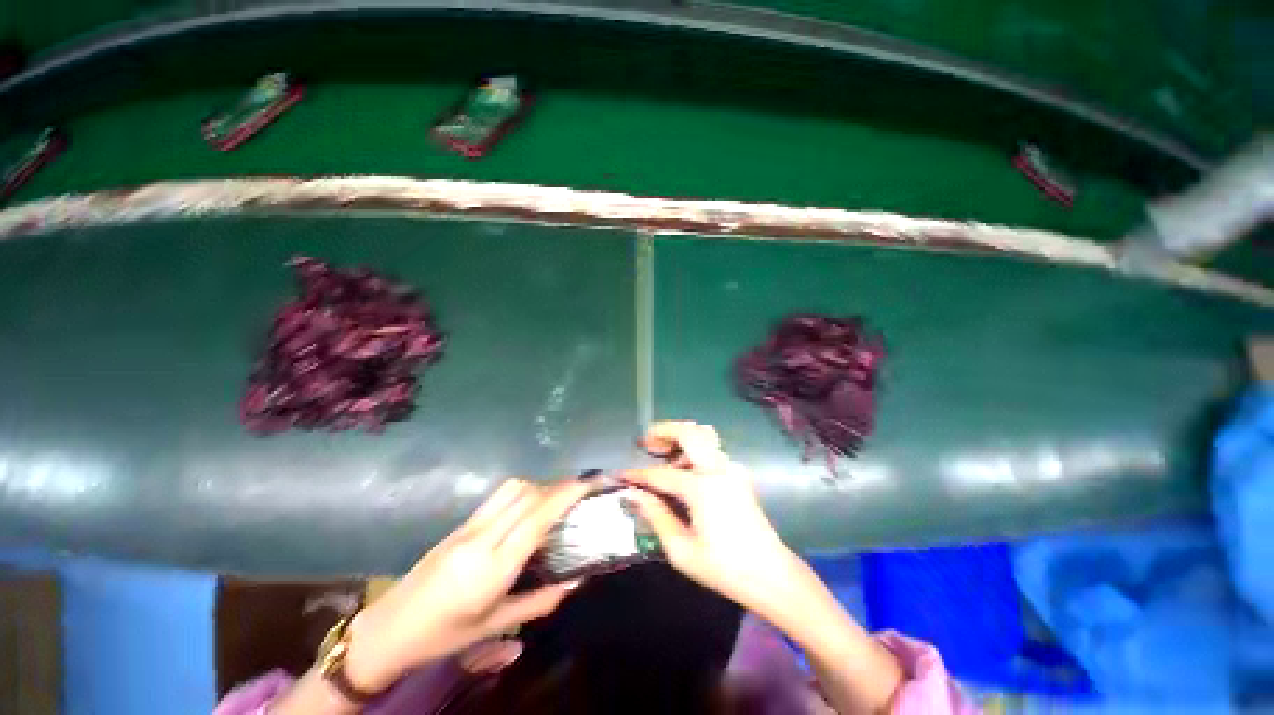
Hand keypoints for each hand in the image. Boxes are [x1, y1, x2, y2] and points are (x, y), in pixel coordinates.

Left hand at [344, 479, 590, 690]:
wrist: (389, 628)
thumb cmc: (445, 635)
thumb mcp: (495, 624)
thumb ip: (540, 602)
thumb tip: (576, 582)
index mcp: (492, 568)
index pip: (536, 519)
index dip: (565, 495)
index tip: (588, 483)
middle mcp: (482, 538)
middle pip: (528, 495)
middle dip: (559, 487)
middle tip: (581, 492)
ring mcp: (469, 526)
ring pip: (513, 488)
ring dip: (540, 487)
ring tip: (556, 501)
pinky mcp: (461, 523)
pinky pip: (499, 496)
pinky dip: (522, 492)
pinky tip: (528, 508)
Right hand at [623, 421, 799, 616]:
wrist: (770, 575)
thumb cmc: (723, 568)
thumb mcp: (681, 549)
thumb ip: (655, 516)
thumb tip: (633, 494)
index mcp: (703, 488)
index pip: (661, 473)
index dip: (637, 474)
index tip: (620, 475)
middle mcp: (718, 468)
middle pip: (688, 431)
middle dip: (663, 430)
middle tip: (645, 442)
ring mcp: (731, 467)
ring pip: (703, 435)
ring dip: (680, 438)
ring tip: (663, 455)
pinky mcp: (738, 473)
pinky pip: (712, 448)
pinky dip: (694, 448)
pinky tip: (684, 468)